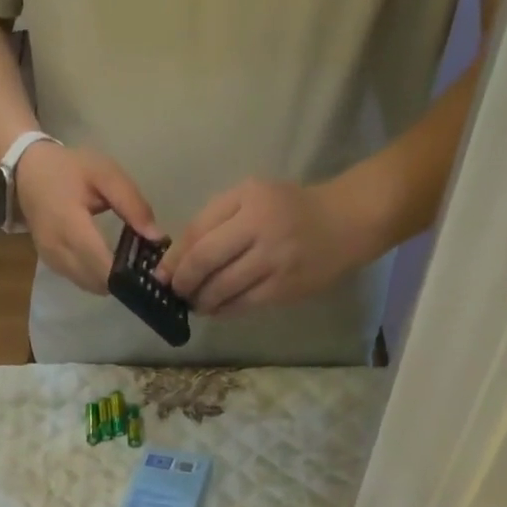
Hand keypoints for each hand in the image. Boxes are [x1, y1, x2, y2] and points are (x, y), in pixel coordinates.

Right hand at [15, 142, 162, 293]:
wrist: (27, 173)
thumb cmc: (69, 169)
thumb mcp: (105, 174)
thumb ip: (132, 204)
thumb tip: (157, 237)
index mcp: (71, 225)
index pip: (102, 264)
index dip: (127, 273)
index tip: (151, 269)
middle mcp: (58, 250)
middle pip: (97, 281)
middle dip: (123, 279)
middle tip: (145, 268)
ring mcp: (53, 261)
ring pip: (89, 285)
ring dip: (110, 281)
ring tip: (131, 266)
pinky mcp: (51, 265)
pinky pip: (80, 281)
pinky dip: (98, 278)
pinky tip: (111, 265)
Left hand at [161, 179, 360, 314]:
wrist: (346, 222)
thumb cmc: (289, 208)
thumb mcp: (251, 197)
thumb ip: (213, 220)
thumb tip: (174, 259)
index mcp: (250, 200)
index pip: (199, 232)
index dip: (175, 258)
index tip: (161, 274)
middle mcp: (262, 229)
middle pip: (205, 261)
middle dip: (183, 282)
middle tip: (176, 291)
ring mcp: (275, 261)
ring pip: (222, 289)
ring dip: (201, 301)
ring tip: (196, 302)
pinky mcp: (284, 289)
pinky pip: (242, 305)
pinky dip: (223, 310)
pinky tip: (216, 309)